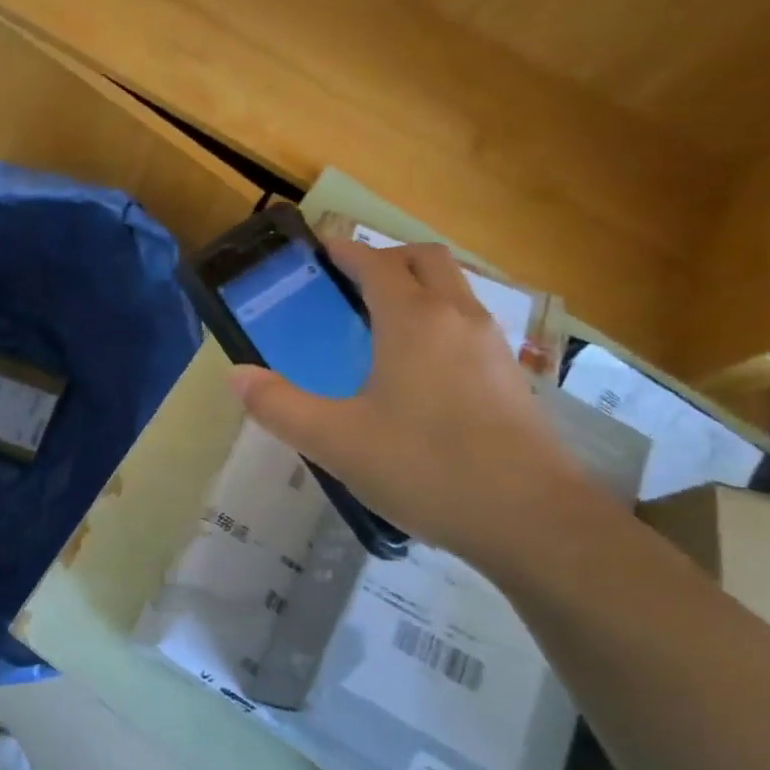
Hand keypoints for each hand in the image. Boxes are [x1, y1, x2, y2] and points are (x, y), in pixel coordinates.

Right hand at [227, 238, 600, 566]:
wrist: (533, 520)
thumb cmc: (426, 467)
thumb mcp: (336, 441)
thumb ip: (279, 406)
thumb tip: (236, 376)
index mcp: (412, 319)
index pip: (375, 262)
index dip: (345, 250)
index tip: (320, 249)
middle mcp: (457, 317)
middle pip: (425, 259)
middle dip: (387, 257)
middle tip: (351, 282)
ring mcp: (493, 347)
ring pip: (455, 290)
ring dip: (419, 287)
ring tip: (382, 324)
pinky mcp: (513, 378)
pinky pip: (470, 325)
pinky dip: (441, 321)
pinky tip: (423, 372)